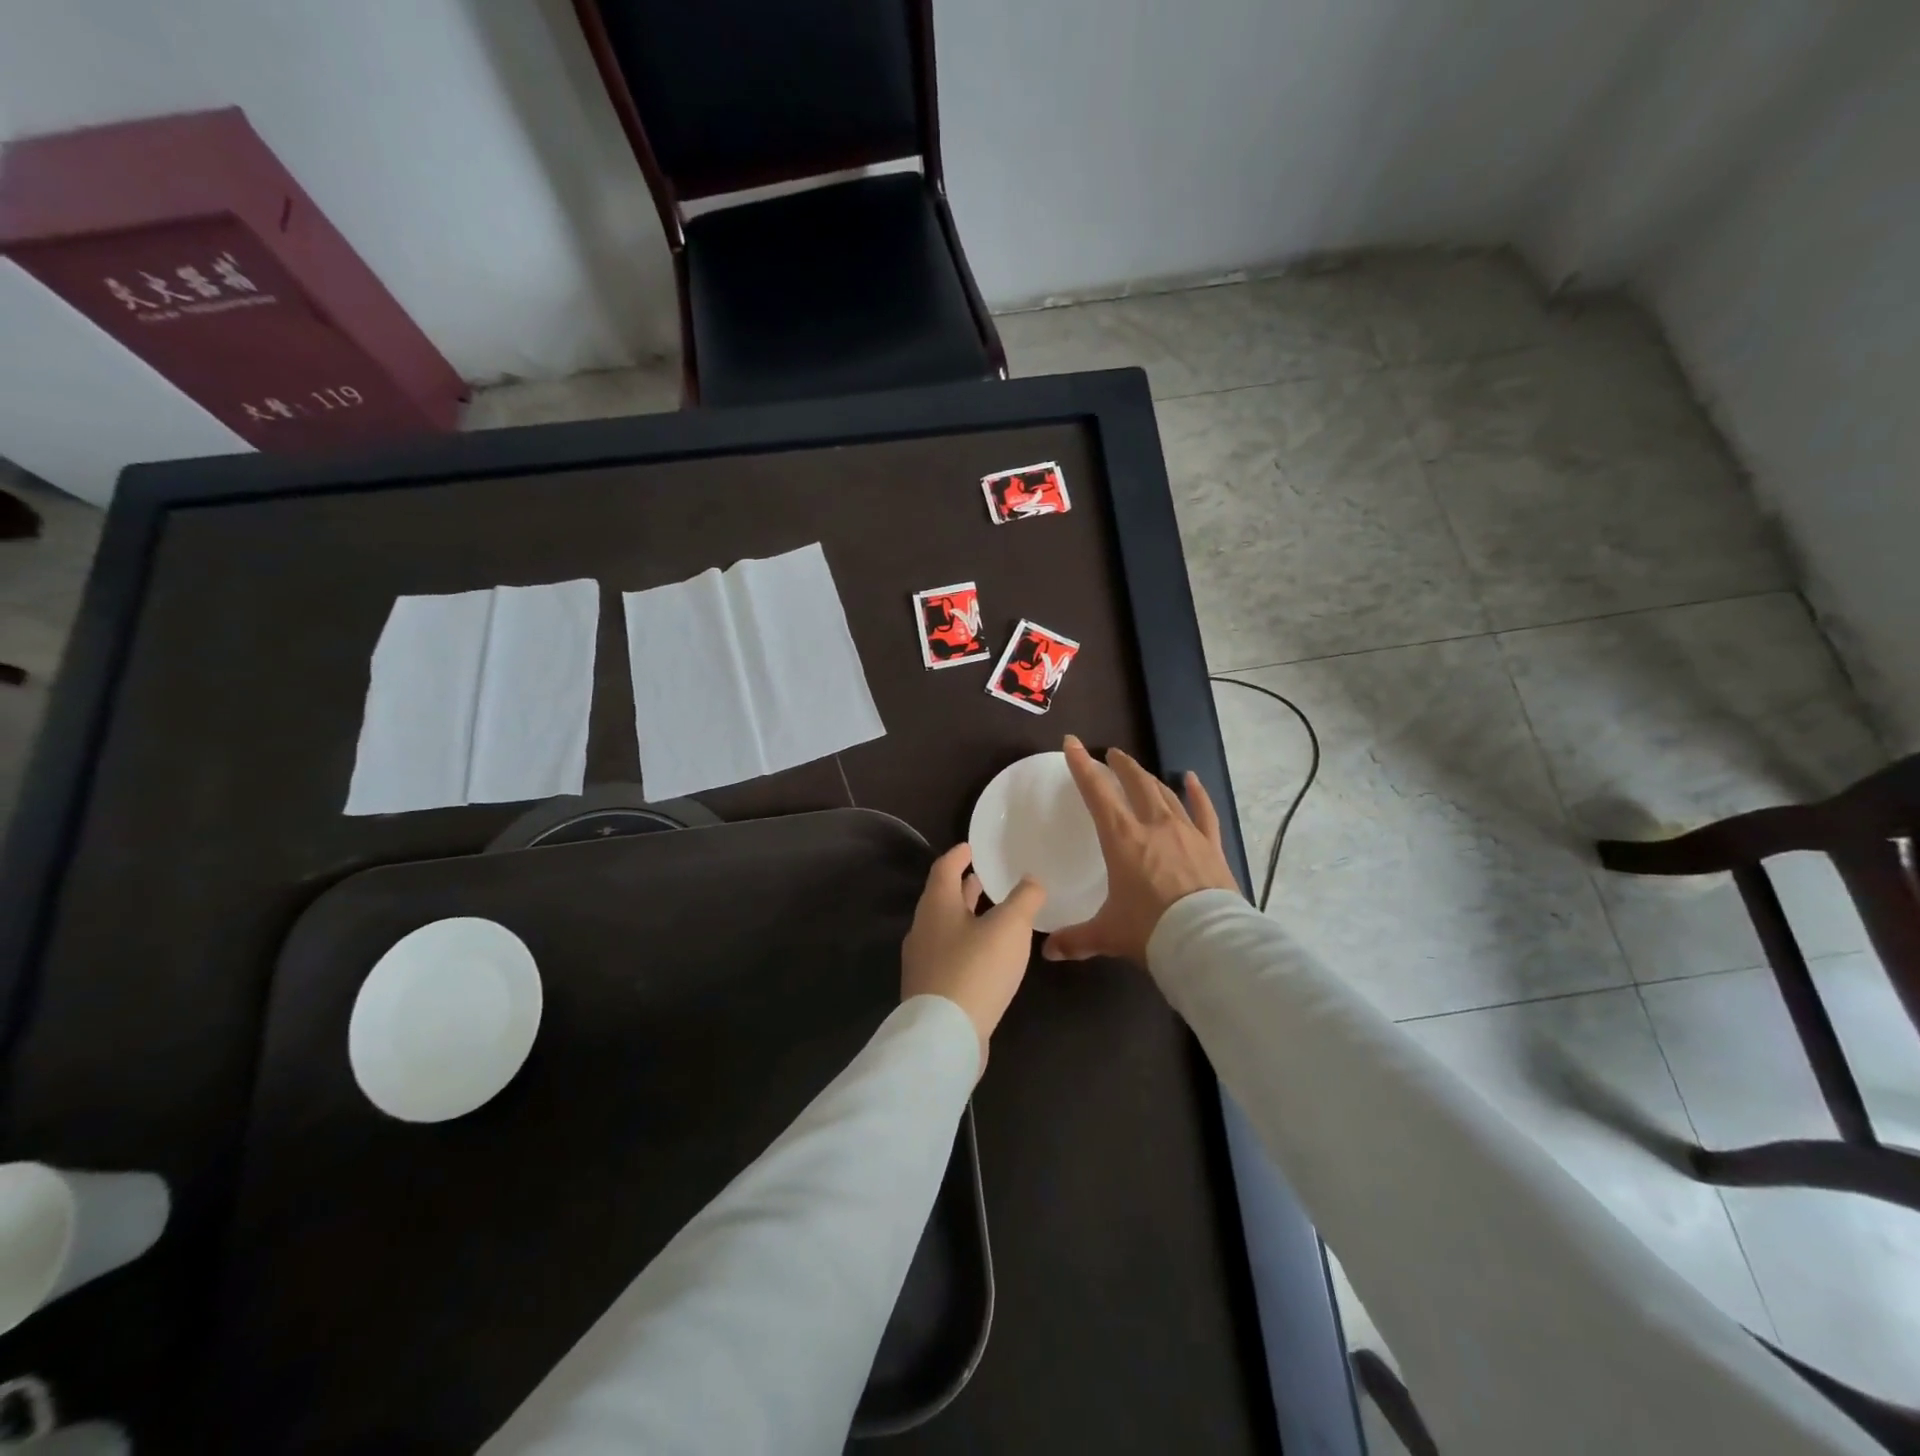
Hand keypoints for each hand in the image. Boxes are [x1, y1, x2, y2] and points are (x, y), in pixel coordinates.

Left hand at [901, 843, 1045, 1071]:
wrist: (944, 1035)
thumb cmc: (976, 969)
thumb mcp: (1010, 927)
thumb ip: (1024, 899)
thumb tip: (1032, 879)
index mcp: (936, 905)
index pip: (944, 868)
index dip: (959, 855)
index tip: (971, 846)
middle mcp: (923, 928)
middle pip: (942, 898)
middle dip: (963, 887)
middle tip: (985, 878)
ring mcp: (922, 961)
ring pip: (945, 928)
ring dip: (965, 916)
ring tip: (990, 914)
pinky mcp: (929, 990)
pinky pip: (948, 955)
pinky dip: (966, 944)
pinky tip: (986, 957)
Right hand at [1043, 735, 1240, 964]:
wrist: (1208, 942)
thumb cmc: (1151, 931)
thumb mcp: (1108, 934)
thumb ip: (1077, 939)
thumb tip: (1047, 951)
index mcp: (1122, 839)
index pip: (1097, 793)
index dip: (1082, 766)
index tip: (1072, 743)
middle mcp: (1154, 826)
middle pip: (1136, 783)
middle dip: (1121, 766)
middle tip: (1111, 755)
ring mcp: (1186, 832)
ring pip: (1166, 793)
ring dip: (1150, 778)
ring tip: (1140, 771)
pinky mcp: (1211, 845)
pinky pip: (1204, 811)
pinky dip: (1197, 793)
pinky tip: (1192, 779)